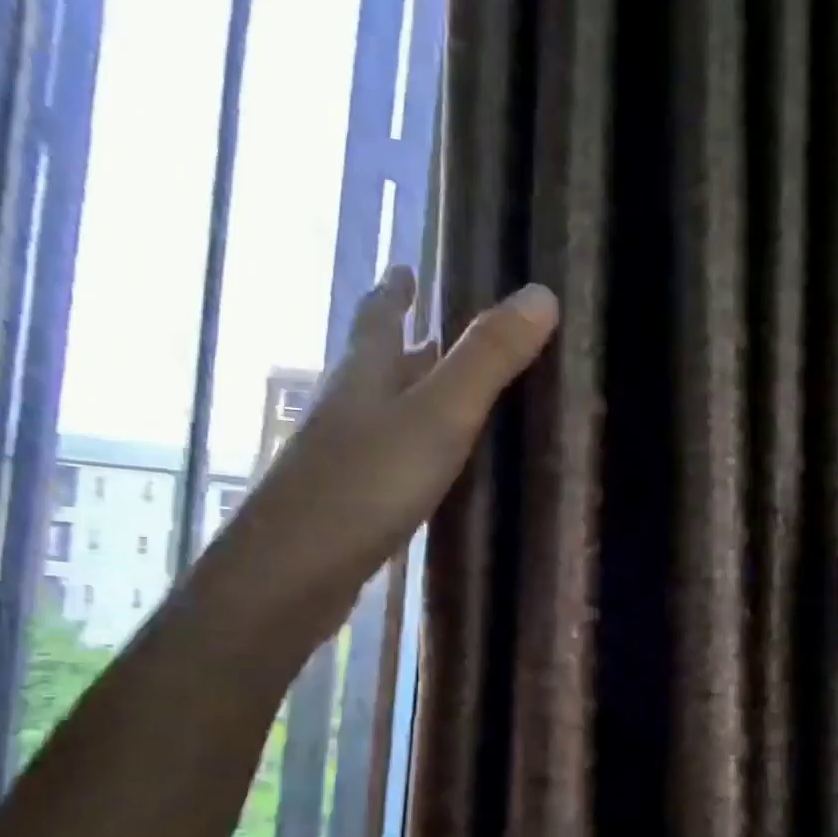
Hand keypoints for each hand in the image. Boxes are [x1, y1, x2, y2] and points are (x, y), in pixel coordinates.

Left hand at [235, 265, 559, 637]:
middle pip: (378, 365)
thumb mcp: (439, 416)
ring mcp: (341, 459)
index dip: (394, 290)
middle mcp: (347, 408)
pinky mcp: (345, 505)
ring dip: (407, 400)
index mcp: (365, 374)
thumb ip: (487, 360)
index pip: (379, 316)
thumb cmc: (367, 483)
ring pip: (381, 415)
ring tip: (442, 398)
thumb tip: (541, 293)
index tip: (405, 266)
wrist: (296, 570)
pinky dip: (408, 453)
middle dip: (406, 345)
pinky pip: (384, 462)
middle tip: (438, 332)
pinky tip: (426, 471)